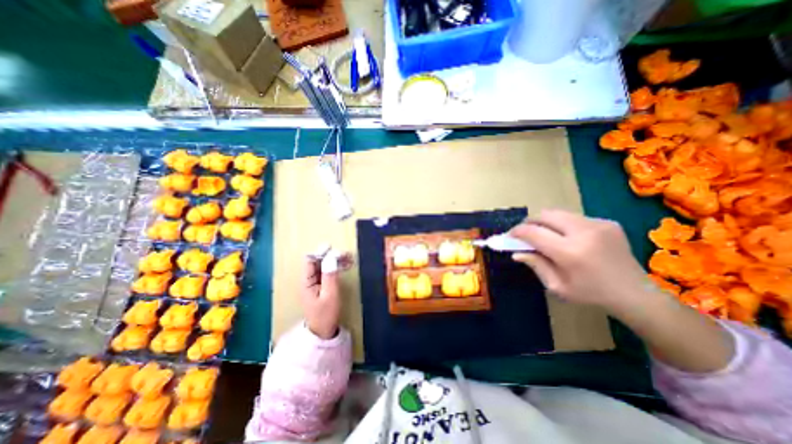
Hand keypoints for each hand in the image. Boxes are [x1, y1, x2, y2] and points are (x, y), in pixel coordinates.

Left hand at [301, 253, 352, 340]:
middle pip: (318, 261)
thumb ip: (330, 275)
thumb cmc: (325, 314)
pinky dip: (337, 267)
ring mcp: (316, 282)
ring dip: (336, 261)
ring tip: (350, 259)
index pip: (310, 261)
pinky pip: (328, 272)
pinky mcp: (322, 285)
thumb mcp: (330, 295)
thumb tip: (332, 257)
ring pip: (324, 266)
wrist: (323, 331)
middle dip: (332, 256)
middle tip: (347, 254)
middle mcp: (309, 279)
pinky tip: (346, 265)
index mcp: (306, 281)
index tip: (333, 249)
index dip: (320, 253)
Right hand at [511, 209, 652, 310]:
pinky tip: (567, 237)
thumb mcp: (557, 286)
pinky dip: (562, 224)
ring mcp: (598, 224)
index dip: (517, 231)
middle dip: (529, 222)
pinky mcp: (607, 222)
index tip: (510, 236)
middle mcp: (584, 232)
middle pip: (545, 215)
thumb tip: (516, 252)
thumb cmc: (591, 294)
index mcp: (570, 252)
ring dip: (545, 222)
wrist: (635, 294)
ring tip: (544, 235)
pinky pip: (573, 217)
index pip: (533, 232)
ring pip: (558, 213)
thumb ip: (535, 265)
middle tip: (524, 233)